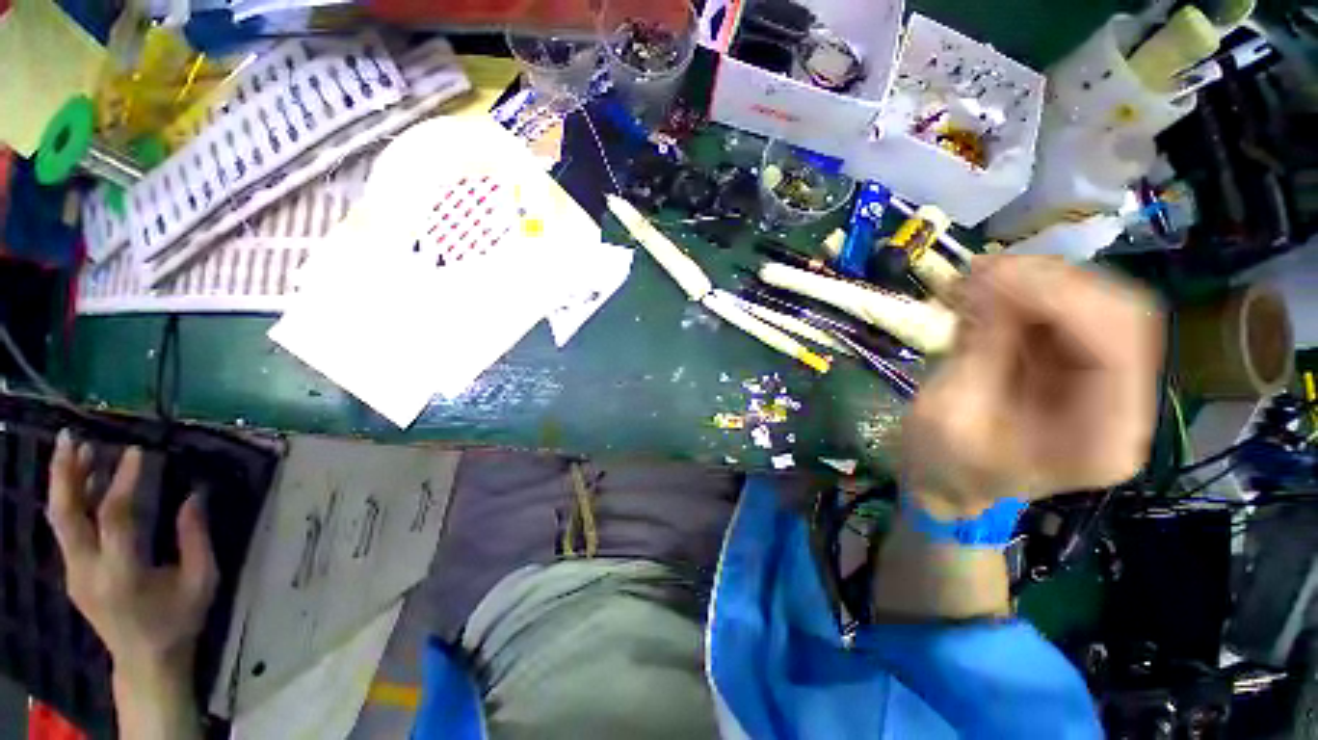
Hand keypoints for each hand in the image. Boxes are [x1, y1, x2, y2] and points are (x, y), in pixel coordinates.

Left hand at [46, 431, 217, 689]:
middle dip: (66, 473)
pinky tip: (82, 483)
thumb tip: (195, 494)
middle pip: (66, 514)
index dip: (124, 480)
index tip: (138, 451)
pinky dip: (72, 500)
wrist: (145, 662)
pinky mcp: (73, 573)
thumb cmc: (179, 620)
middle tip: (73, 437)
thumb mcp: (201, 581)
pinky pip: (67, 529)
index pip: (115, 516)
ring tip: (74, 448)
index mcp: (123, 573)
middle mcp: (88, 569)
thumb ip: (195, 538)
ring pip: (59, 519)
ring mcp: (75, 573)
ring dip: (64, 481)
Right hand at [901, 256, 1163, 518]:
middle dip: (1050, 282)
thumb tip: (992, 281)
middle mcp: (1123, 405)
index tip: (991, 275)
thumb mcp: (949, 411)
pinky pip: (1068, 315)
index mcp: (1102, 438)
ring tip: (977, 277)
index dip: (1060, 297)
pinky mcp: (1080, 368)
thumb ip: (981, 347)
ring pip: (1098, 305)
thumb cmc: (945, 463)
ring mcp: (1107, 383)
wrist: (950, 483)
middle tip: (982, 270)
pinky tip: (986, 292)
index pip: (1116, 343)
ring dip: (1036, 282)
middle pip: (1121, 315)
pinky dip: (1026, 295)